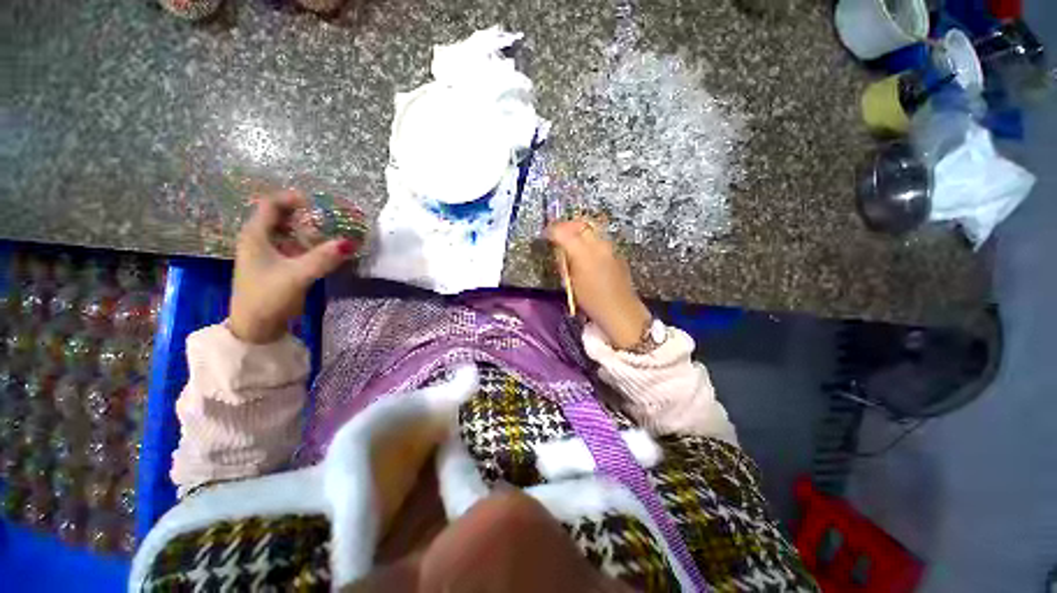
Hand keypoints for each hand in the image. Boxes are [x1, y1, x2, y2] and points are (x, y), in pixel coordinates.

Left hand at [229, 190, 357, 343]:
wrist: (256, 328)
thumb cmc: (267, 298)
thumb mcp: (297, 275)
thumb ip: (323, 258)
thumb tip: (350, 242)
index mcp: (256, 235)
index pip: (271, 204)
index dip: (293, 198)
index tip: (319, 202)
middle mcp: (261, 240)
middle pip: (283, 216)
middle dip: (307, 214)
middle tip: (333, 217)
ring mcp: (270, 254)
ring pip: (291, 232)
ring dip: (312, 230)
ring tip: (335, 231)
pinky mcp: (280, 266)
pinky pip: (297, 247)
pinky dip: (312, 244)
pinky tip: (328, 249)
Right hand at [546, 219, 650, 349]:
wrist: (620, 310)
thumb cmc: (591, 300)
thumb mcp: (571, 282)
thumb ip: (564, 261)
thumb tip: (560, 248)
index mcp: (583, 252)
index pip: (563, 231)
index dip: (552, 230)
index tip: (546, 234)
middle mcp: (598, 244)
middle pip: (580, 223)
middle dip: (567, 225)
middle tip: (558, 234)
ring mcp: (610, 246)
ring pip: (592, 228)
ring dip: (579, 231)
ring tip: (571, 242)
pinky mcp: (617, 252)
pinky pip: (600, 238)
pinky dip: (590, 240)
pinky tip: (586, 252)